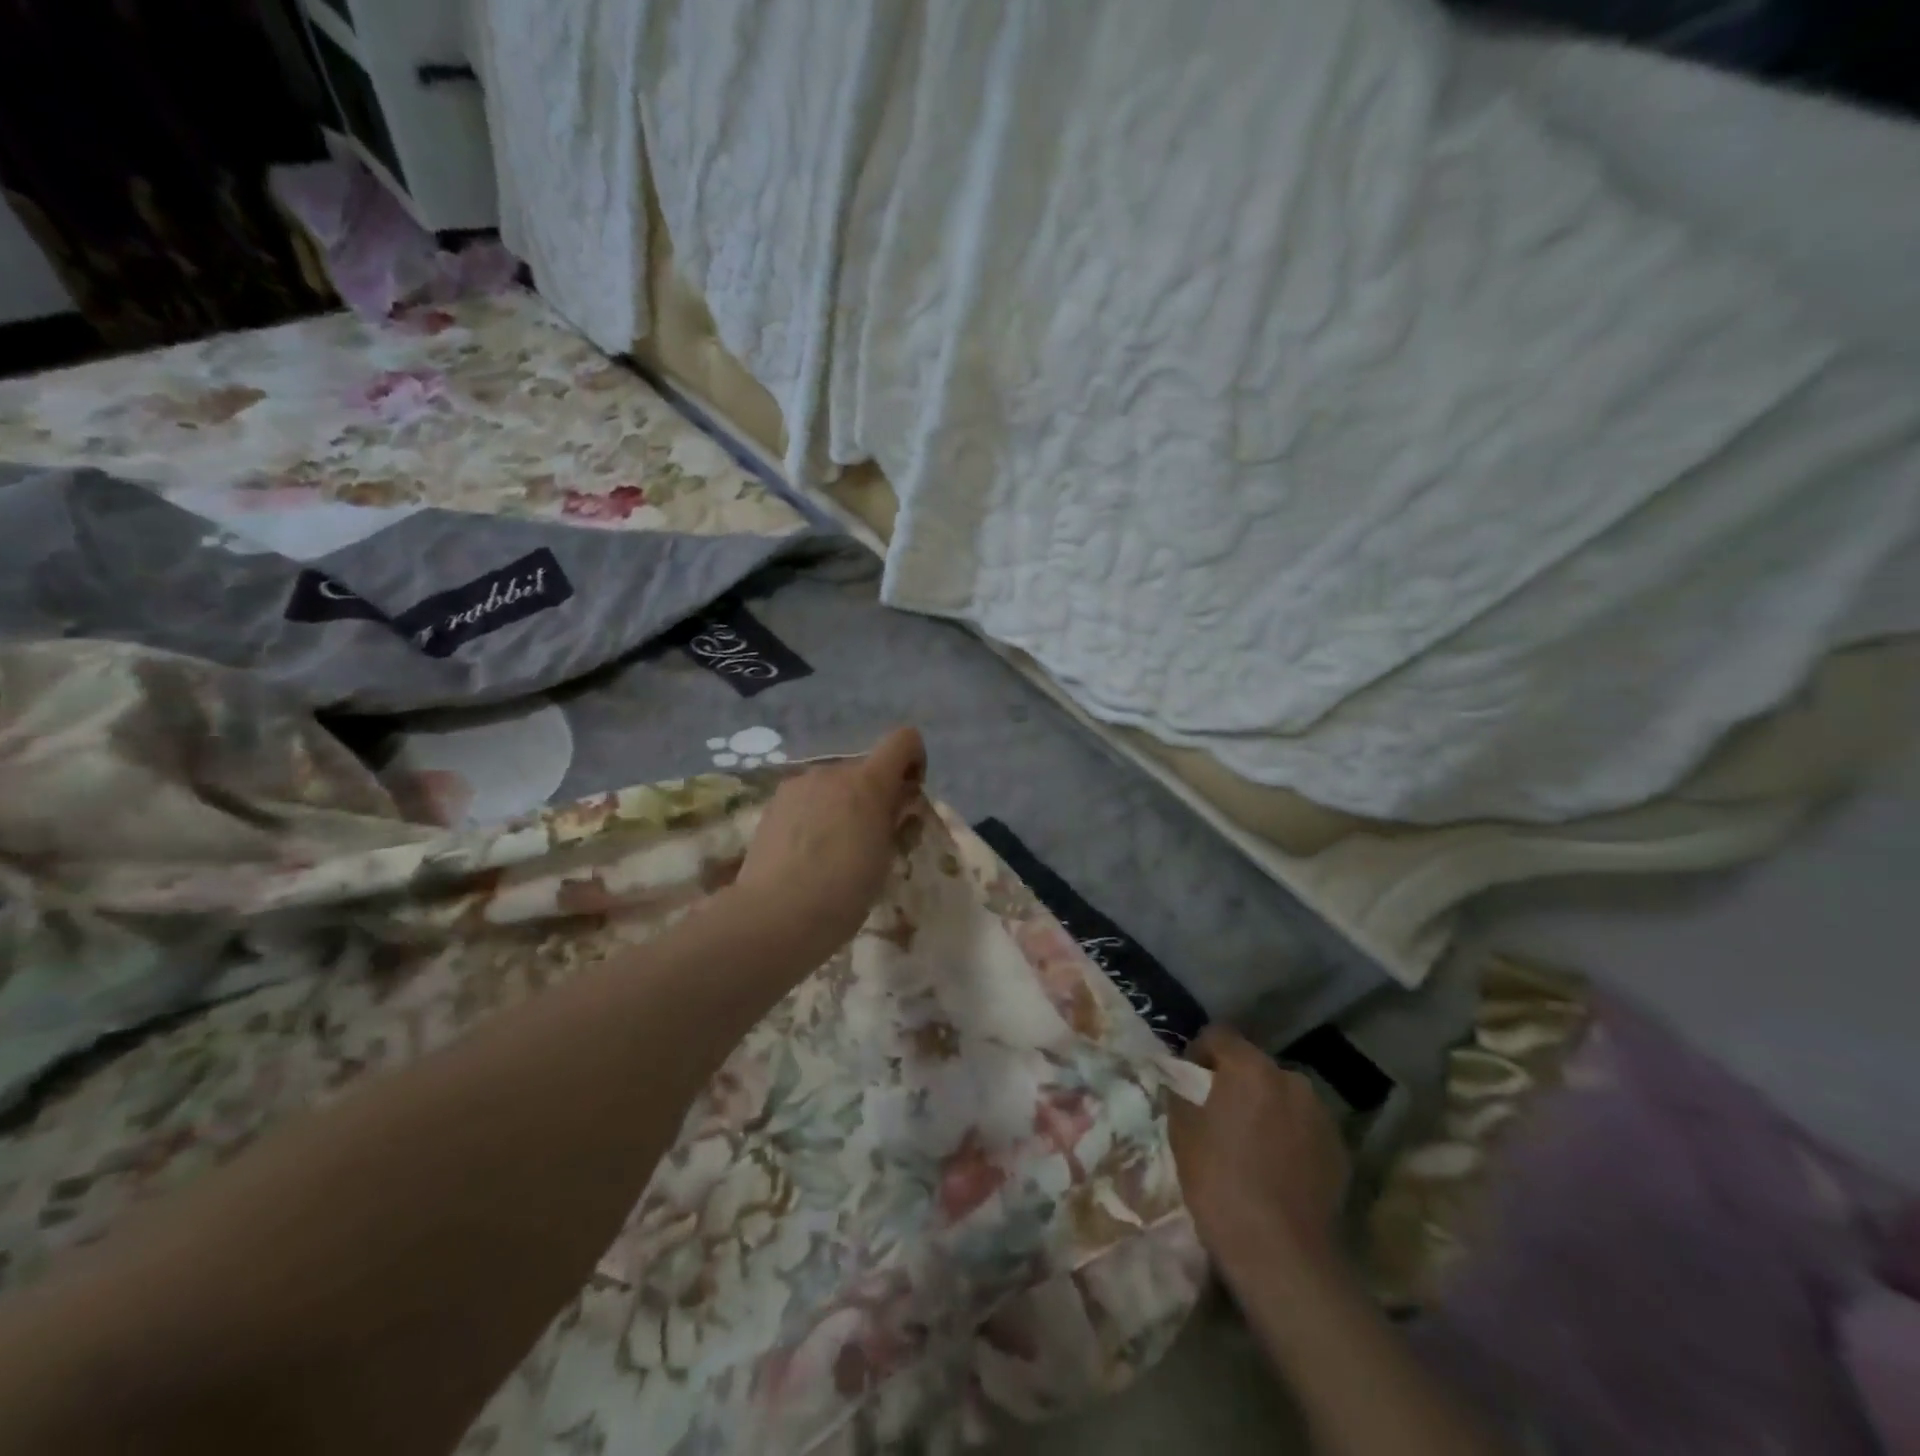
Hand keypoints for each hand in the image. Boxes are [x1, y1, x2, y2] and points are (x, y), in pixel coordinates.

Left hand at [732, 727, 926, 960]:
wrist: (775, 915)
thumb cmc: (843, 892)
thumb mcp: (885, 858)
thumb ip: (895, 820)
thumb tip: (898, 802)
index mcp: (868, 783)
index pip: (904, 740)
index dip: (914, 761)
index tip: (908, 798)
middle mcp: (832, 772)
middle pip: (866, 768)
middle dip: (875, 794)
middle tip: (871, 838)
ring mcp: (798, 785)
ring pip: (834, 784)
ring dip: (843, 804)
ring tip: (835, 849)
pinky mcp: (774, 803)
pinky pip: (808, 798)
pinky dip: (817, 814)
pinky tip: (807, 852)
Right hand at [1170, 1025, 1349, 1281]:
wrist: (1282, 1254)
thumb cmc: (1221, 1183)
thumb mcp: (1182, 1132)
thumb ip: (1180, 1092)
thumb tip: (1179, 1080)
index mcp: (1250, 1067)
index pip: (1218, 1035)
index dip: (1199, 1053)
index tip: (1188, 1080)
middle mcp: (1290, 1079)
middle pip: (1253, 1065)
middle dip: (1235, 1081)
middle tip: (1217, 1114)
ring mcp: (1320, 1115)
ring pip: (1281, 1096)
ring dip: (1264, 1107)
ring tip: (1249, 1143)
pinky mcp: (1339, 1149)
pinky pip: (1303, 1127)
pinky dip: (1288, 1135)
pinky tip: (1276, 1168)